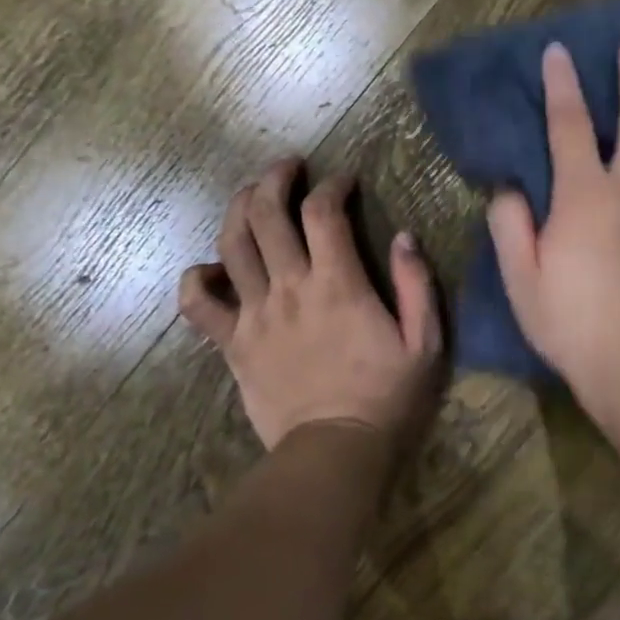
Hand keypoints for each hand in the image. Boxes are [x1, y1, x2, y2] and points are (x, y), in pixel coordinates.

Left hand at [179, 158, 442, 449]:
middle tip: (288, 167)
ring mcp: (254, 315)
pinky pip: (197, 305)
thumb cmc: (386, 398)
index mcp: (337, 284)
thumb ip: (416, 285)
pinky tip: (209, 269)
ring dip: (238, 208)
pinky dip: (196, 279)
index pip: (323, 212)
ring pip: (231, 243)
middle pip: (266, 213)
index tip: (343, 181)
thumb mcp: (424, 343)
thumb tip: (404, 236)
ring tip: (250, 194)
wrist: (335, 452)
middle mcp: (288, 288)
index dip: (332, 185)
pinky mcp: (232, 344)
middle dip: (274, 178)